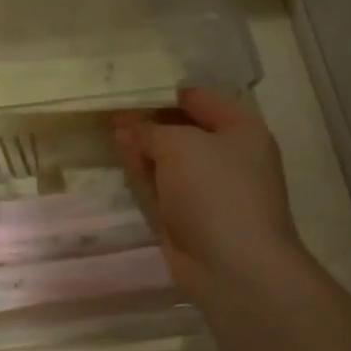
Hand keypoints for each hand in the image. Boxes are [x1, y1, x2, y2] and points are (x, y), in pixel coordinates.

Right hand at [112, 87, 305, 310]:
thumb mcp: (179, 145)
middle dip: (150, 119)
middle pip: (183, 129)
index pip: (201, 99)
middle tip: (113, 106)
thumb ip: (149, 130)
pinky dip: (142, 171)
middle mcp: (228, 157)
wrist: (234, 266)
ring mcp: (208, 189)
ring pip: (169, 158)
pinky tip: (120, 155)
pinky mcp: (188, 215)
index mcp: (241, 131)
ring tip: (109, 128)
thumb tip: (127, 126)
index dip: (166, 91)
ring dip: (142, 145)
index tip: (131, 85)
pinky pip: (161, 185)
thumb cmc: (216, 191)